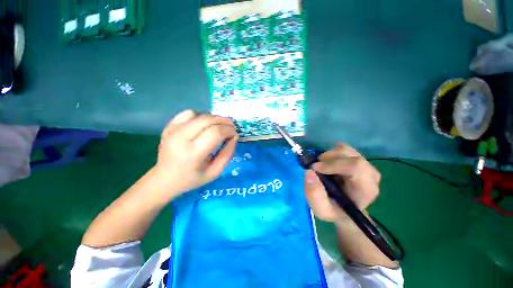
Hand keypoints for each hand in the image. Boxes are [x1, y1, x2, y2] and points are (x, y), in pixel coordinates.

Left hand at [153, 110, 237, 199]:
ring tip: (219, 127)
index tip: (235, 134)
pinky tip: (203, 126)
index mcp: (192, 154)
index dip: (229, 130)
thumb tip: (234, 137)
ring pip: (200, 115)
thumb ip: (227, 154)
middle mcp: (180, 138)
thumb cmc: (192, 178)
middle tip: (231, 127)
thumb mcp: (215, 172)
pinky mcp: (169, 126)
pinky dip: (201, 117)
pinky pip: (189, 114)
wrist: (164, 179)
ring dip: (214, 119)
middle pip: (208, 120)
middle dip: (224, 121)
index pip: (215, 132)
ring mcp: (172, 130)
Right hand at [304, 143, 380, 222]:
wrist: (344, 208)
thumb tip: (309, 172)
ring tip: (321, 168)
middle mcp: (370, 173)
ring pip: (344, 149)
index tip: (315, 168)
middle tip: (315, 168)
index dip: (333, 164)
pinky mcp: (357, 158)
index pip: (356, 167)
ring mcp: (364, 163)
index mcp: (366, 188)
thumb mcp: (321, 210)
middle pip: (348, 154)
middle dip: (327, 158)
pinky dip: (330, 154)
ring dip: (327, 156)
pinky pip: (342, 149)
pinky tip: (327, 165)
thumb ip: (314, 195)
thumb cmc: (335, 210)